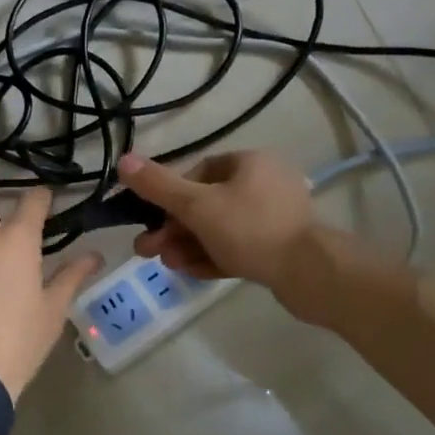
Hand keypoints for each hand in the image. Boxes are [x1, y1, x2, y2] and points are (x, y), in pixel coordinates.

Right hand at [118, 150, 315, 288]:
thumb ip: (159, 186)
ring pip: (220, 229)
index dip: (171, 195)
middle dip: (174, 228)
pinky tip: (190, 272)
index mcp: (250, 162)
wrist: (311, 275)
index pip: (198, 172)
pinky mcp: (280, 248)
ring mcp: (275, 218)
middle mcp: (265, 183)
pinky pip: (238, 247)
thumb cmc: (250, 229)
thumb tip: (124, 160)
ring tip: (167, 265)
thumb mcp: (197, 206)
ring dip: (189, 245)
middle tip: (149, 250)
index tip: (152, 218)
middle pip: (207, 204)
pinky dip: (213, 257)